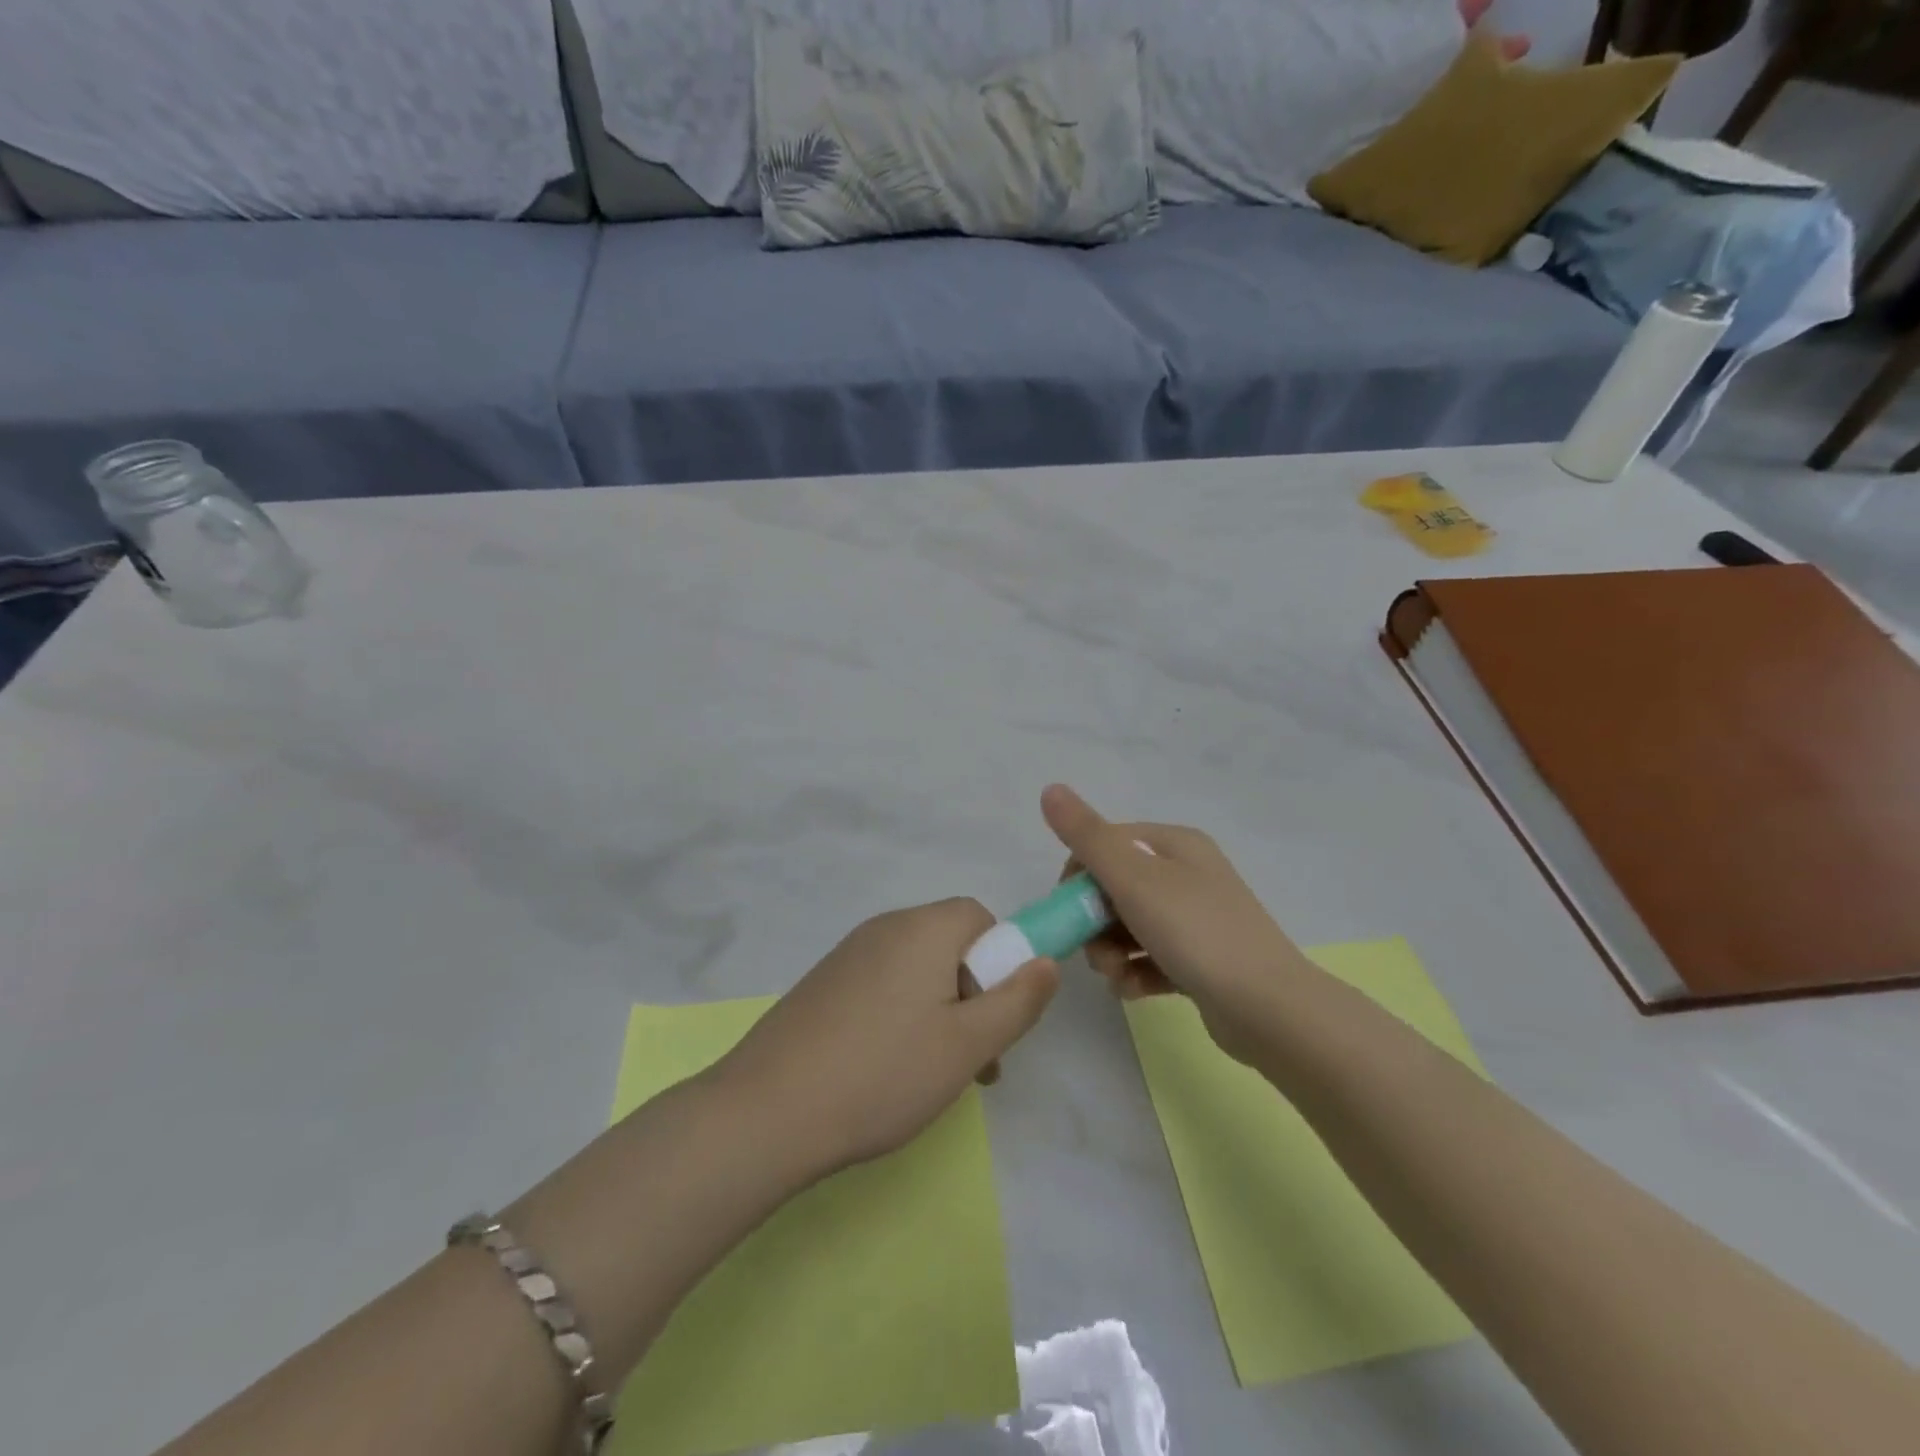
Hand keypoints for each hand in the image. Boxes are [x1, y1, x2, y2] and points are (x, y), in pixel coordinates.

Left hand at [715, 899, 1058, 1177]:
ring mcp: (847, 955)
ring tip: (933, 1076)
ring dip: (939, 1012)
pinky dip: (900, 1017)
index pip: (980, 918)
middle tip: (973, 1060)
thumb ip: (1017, 1001)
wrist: (767, 1111)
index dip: (1000, 962)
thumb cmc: (883, 1073)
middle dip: (973, 995)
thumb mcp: (967, 1044)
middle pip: (949, 944)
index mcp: (922, 928)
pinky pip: (882, 987)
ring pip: (916, 971)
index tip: (995, 1018)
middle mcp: (884, 928)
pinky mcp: (824, 985)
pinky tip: (887, 1071)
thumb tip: (1047, 960)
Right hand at [1041, 784, 1307, 1061]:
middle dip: (1094, 921)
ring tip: (1114, 975)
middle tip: (1093, 950)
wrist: (1268, 1008)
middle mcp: (1187, 874)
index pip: (1106, 845)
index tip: (1069, 910)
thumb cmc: (1196, 932)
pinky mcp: (1200, 960)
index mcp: (1175, 844)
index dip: (1079, 875)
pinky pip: (1151, 957)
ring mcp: (1196, 918)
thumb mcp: (1134, 878)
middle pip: (1115, 888)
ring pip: (1130, 926)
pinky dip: (1135, 972)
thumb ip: (1088, 836)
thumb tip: (1050, 789)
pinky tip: (1132, 990)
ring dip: (1110, 951)